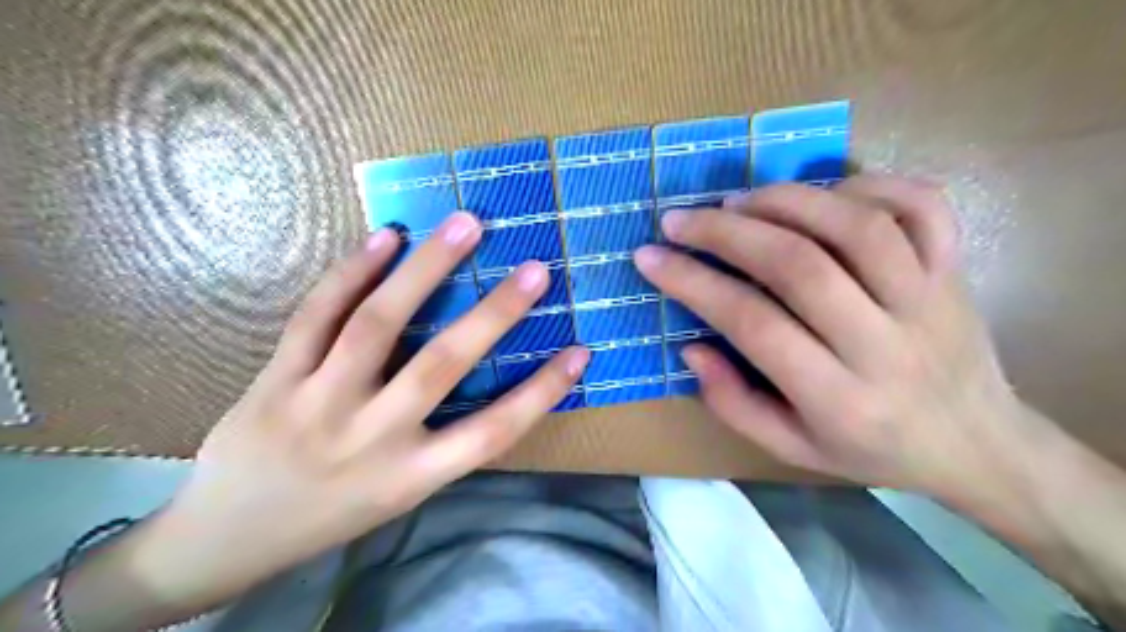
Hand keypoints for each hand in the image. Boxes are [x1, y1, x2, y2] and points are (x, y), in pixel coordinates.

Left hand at [131, 212, 588, 611]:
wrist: (226, 539)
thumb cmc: (333, 514)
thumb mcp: (399, 494)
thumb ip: (441, 443)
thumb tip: (486, 380)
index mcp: (411, 476)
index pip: (492, 432)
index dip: (542, 392)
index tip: (581, 351)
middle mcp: (370, 438)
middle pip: (441, 366)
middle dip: (494, 314)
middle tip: (534, 269)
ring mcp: (317, 403)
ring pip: (376, 325)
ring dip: (425, 269)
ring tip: (465, 226)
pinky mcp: (276, 378)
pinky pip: (316, 316)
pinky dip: (353, 272)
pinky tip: (385, 238)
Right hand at [636, 173, 1027, 499]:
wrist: (978, 443)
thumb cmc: (872, 449)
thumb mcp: (791, 448)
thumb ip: (733, 403)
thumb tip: (690, 347)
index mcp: (839, 398)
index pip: (753, 324)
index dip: (693, 284)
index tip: (650, 258)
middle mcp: (886, 343)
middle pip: (800, 266)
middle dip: (726, 234)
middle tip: (680, 219)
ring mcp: (929, 298)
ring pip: (856, 226)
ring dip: (785, 201)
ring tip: (738, 201)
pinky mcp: (956, 268)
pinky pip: (921, 205)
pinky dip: (867, 184)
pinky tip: (823, 194)